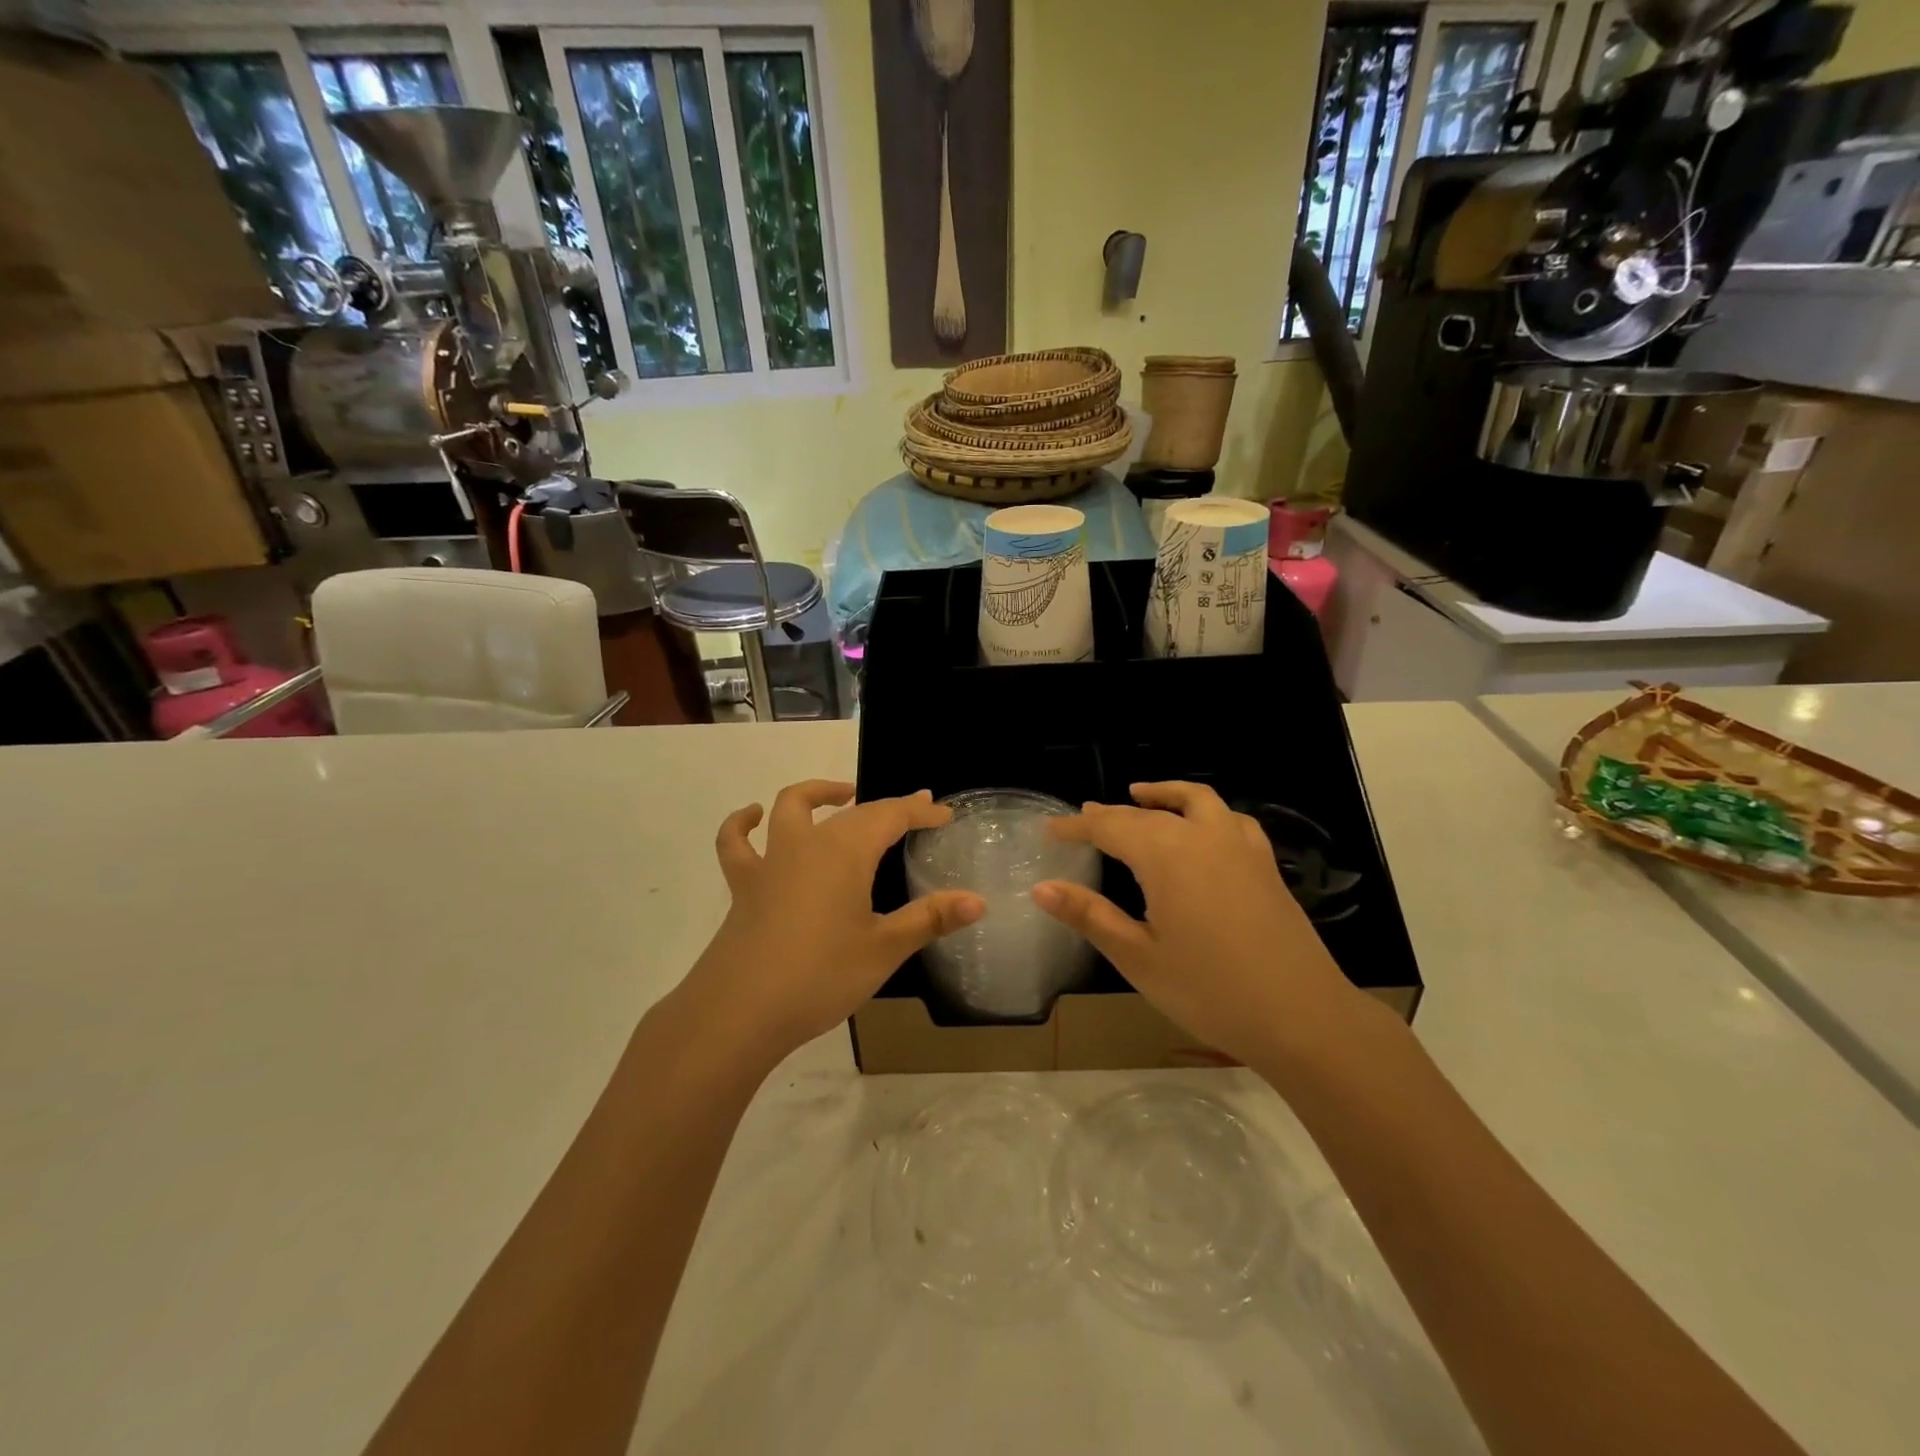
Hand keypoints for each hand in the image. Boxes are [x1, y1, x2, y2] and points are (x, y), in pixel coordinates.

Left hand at [683, 780, 984, 1061]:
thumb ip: (930, 919)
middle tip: (915, 811)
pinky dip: (742, 824)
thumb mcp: (884, 949)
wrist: (739, 1011)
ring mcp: (771, 861)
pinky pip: (737, 843)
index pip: (892, 816)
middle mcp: (808, 843)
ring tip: (841, 795)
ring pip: (792, 808)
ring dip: (819, 794)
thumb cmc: (820, 976)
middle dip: (888, 807)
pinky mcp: (744, 886)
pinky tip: (751, 817)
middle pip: (853, 812)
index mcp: (847, 852)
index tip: (945, 814)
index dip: (921, 811)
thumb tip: (978, 901)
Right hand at [1033, 782, 1357, 1069]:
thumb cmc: (1210, 991)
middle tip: (1083, 820)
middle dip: (1111, 814)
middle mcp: (1202, 836)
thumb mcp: (1139, 957)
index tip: (1050, 830)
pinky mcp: (1264, 864)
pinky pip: (1229, 819)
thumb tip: (1041, 888)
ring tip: (1140, 795)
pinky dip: (1204, 811)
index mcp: (1166, 854)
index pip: (1109, 826)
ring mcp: (1240, 846)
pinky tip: (1201, 831)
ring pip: (1194, 801)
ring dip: (1163, 795)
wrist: (1303, 1017)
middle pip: (1147, 813)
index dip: (1076, 827)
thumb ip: (1089, 915)